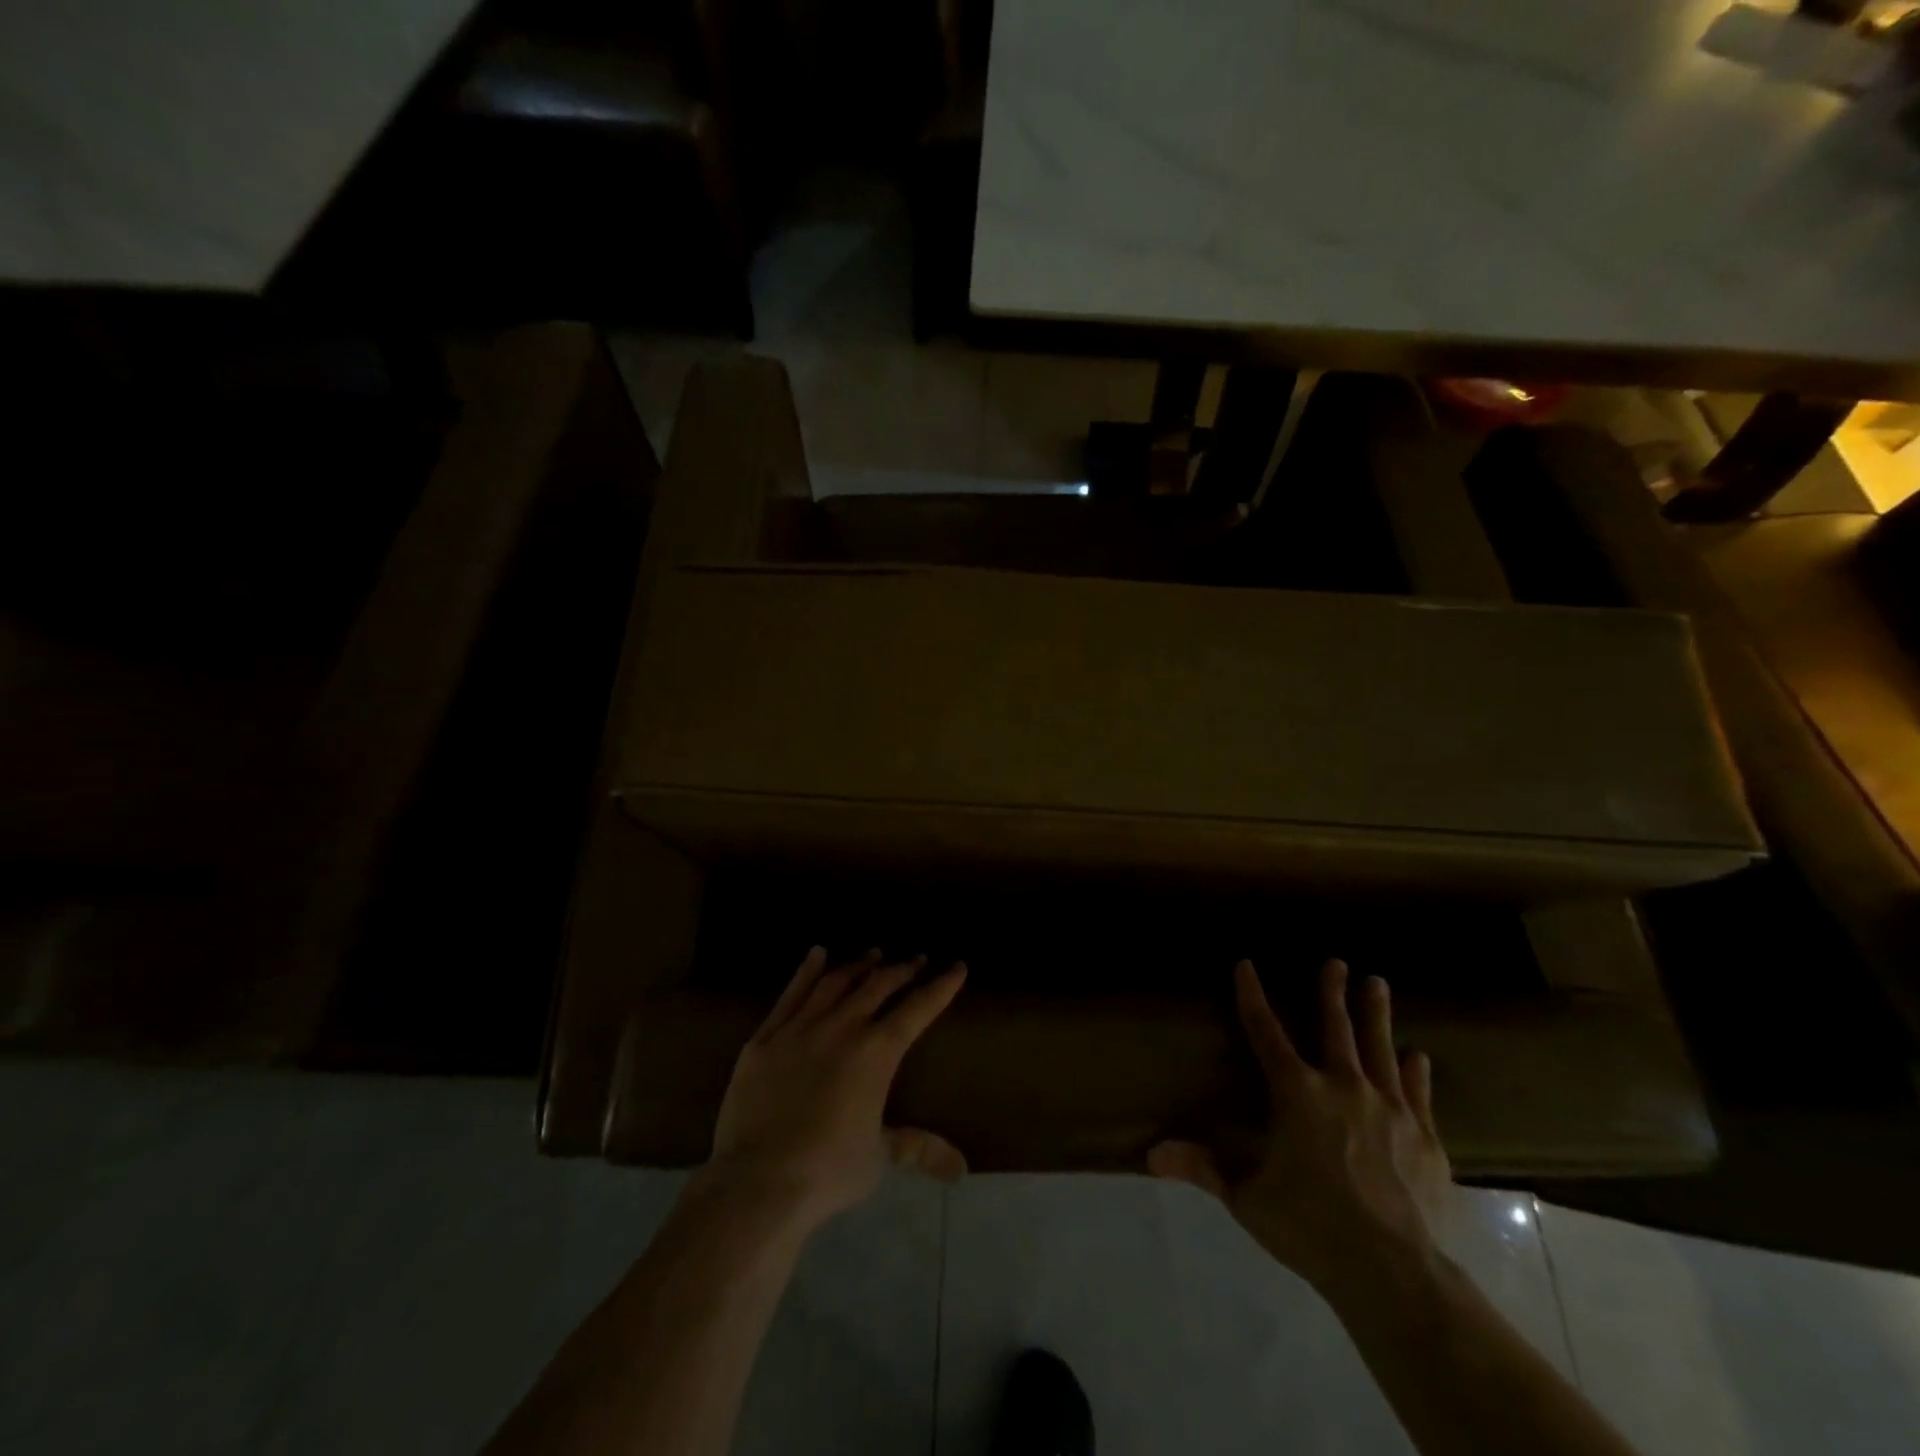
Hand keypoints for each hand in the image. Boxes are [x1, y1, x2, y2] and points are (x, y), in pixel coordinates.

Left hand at [709, 947, 967, 1232]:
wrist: (759, 1179)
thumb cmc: (828, 1169)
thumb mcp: (880, 1157)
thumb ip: (918, 1149)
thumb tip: (961, 1168)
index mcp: (877, 1052)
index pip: (918, 1009)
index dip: (941, 987)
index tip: (956, 966)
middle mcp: (842, 1027)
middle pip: (878, 986)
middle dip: (902, 970)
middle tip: (916, 959)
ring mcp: (801, 1027)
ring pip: (836, 983)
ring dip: (858, 965)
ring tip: (873, 954)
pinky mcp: (766, 1037)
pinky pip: (791, 994)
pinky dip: (806, 971)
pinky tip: (817, 954)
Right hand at [1148, 959, 1452, 1295]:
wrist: (1394, 1272)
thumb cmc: (1309, 1226)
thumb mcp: (1246, 1197)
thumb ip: (1203, 1167)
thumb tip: (1150, 1154)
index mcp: (1296, 1093)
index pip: (1265, 1032)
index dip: (1252, 996)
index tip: (1246, 964)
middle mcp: (1343, 1086)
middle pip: (1335, 1028)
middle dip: (1332, 991)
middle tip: (1336, 961)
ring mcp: (1389, 1109)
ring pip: (1381, 1048)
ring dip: (1376, 1014)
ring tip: (1377, 983)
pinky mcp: (1424, 1137)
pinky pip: (1418, 1093)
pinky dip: (1416, 1071)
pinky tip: (1418, 1055)